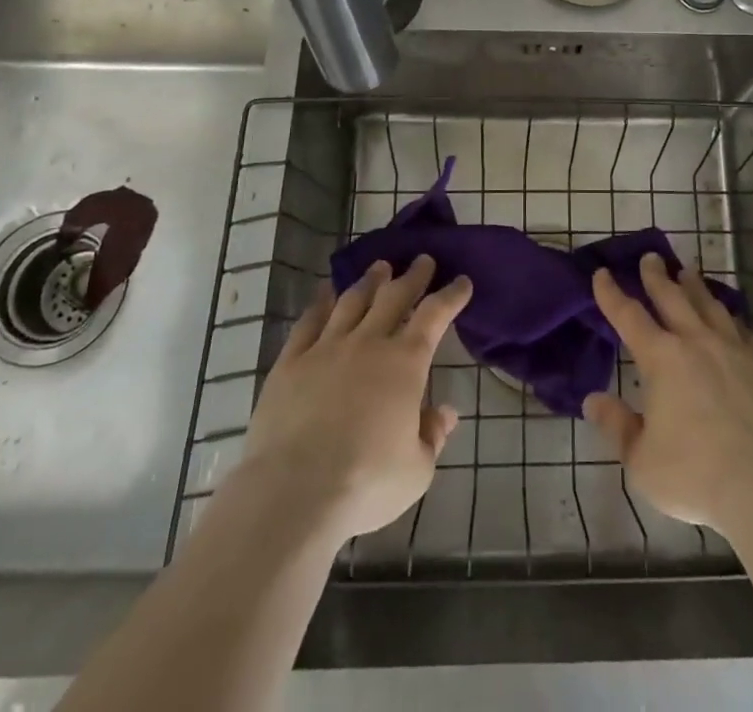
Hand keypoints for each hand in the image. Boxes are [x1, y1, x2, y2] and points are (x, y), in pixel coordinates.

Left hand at [235, 256, 470, 544]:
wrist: (294, 492)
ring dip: (370, 281)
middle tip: (422, 260)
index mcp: (405, 363)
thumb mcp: (416, 470)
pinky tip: (325, 293)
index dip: (451, 295)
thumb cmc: (366, 483)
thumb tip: (445, 412)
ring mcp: (326, 348)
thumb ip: (432, 436)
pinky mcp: (290, 363)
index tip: (462, 281)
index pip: (435, 315)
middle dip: (412, 276)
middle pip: (394, 296)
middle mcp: (368, 343)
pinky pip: (308, 322)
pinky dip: (320, 303)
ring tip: (379, 268)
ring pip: (353, 301)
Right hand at [583, 254, 752, 538]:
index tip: (601, 273)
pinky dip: (732, 321)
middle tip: (650, 257)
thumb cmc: (696, 475)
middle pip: (672, 297)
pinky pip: (745, 333)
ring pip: (711, 306)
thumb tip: (593, 400)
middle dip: (656, 276)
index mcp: (662, 359)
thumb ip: (617, 426)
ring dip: (695, 287)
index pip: (628, 316)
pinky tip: (733, 322)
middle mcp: (697, 342)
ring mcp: (735, 350)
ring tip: (688, 272)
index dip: (611, 293)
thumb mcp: (641, 461)